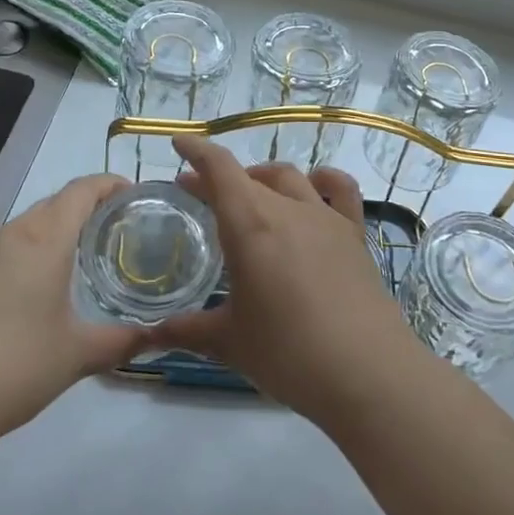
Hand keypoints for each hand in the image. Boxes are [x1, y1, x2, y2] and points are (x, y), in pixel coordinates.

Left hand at [0, 174, 147, 448]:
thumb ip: (123, 341)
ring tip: (77, 260)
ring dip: (53, 232)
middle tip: (113, 231)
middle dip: (85, 208)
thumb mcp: (78, 355)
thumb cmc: (14, 366)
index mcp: (44, 240)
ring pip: (25, 227)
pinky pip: (1, 251)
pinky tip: (30, 292)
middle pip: (53, 204)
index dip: (109, 184)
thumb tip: (159, 336)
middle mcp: (9, 235)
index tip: (133, 194)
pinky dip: (25, 255)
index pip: (81, 191)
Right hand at [155, 135, 422, 424]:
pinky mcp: (354, 234)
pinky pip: (341, 191)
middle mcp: (287, 208)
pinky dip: (324, 181)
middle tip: (199, 195)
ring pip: (290, 178)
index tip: (179, 142)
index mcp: (250, 224)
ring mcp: (326, 218)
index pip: (219, 169)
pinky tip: (316, 189)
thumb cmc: (287, 353)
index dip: (197, 151)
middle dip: (220, 178)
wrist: (366, 371)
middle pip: (249, 176)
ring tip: (250, 195)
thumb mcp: (229, 342)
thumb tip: (147, 336)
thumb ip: (186, 331)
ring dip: (263, 179)